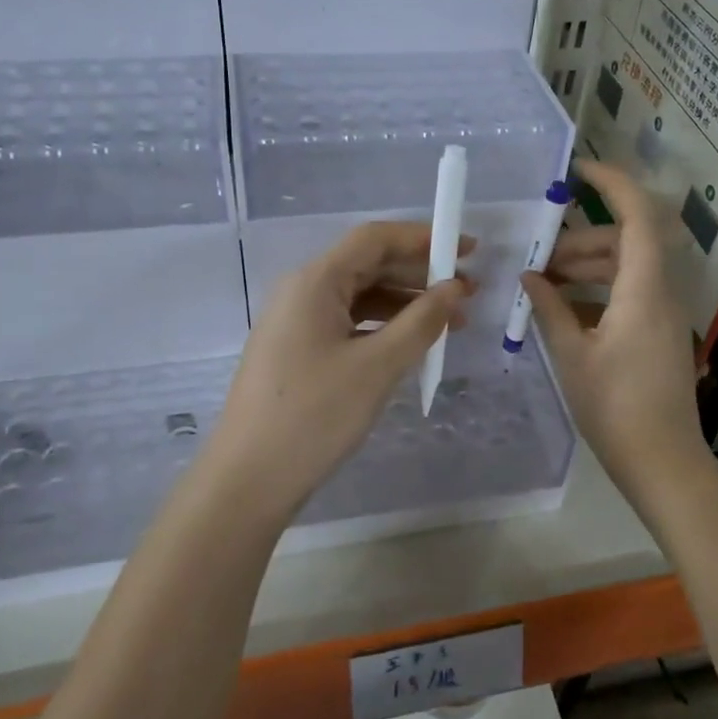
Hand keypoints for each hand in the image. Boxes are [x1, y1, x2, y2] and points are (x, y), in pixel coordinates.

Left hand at [202, 222, 472, 518]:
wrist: (248, 480)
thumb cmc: (314, 415)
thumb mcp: (377, 367)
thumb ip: (421, 322)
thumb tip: (455, 288)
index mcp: (315, 281)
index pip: (374, 239)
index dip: (424, 238)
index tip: (469, 250)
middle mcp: (303, 292)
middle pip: (368, 265)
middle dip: (420, 274)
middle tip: (469, 292)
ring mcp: (297, 323)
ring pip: (360, 297)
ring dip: (406, 304)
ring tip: (452, 323)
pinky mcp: (298, 352)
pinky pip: (349, 324)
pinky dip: (384, 328)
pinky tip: (412, 345)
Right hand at [521, 160, 711, 499]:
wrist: (663, 463)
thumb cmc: (616, 408)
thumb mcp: (572, 356)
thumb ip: (548, 309)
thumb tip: (529, 276)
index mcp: (643, 290)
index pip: (637, 216)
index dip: (612, 184)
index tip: (577, 172)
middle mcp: (661, 293)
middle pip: (626, 243)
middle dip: (581, 240)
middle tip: (538, 254)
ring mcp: (663, 315)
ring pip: (626, 269)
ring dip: (587, 267)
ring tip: (542, 281)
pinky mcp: (659, 335)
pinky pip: (629, 295)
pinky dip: (597, 293)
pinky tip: (561, 310)